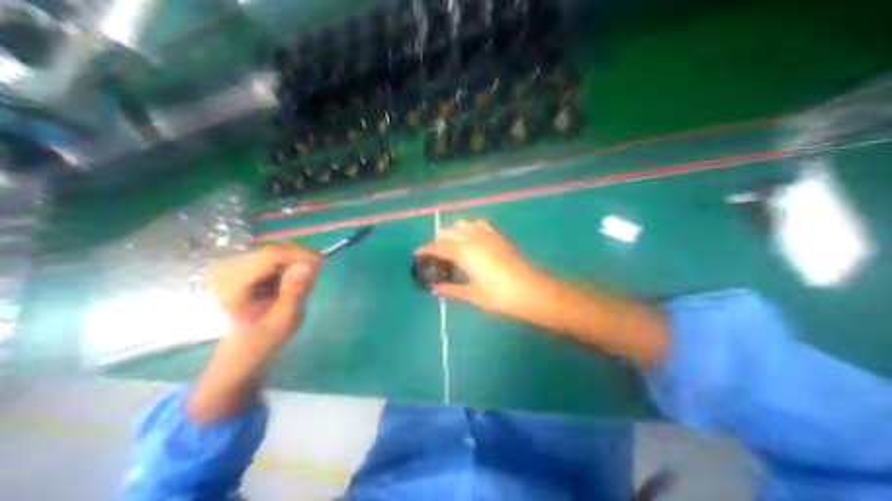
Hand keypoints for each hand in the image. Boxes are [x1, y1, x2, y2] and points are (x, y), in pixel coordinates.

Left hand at [189, 244, 320, 423]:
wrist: (241, 349)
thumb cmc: (263, 339)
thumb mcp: (285, 319)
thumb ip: (296, 291)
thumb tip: (308, 265)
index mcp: (232, 283)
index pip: (272, 255)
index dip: (301, 254)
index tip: (322, 262)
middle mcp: (226, 268)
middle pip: (275, 250)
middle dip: (300, 260)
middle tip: (313, 279)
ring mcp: (231, 265)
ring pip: (277, 251)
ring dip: (295, 264)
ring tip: (300, 285)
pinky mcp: (240, 264)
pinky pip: (274, 256)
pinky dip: (288, 266)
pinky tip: (288, 282)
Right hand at [412, 219, 551, 315]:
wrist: (530, 290)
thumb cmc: (499, 295)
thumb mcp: (472, 294)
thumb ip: (451, 289)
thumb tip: (434, 289)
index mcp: (464, 253)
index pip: (438, 247)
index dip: (426, 249)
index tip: (417, 253)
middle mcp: (472, 238)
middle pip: (448, 232)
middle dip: (438, 240)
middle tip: (435, 254)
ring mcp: (486, 235)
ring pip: (462, 224)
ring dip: (453, 232)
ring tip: (452, 246)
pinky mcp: (497, 236)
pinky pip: (479, 225)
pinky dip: (469, 228)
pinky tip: (471, 239)